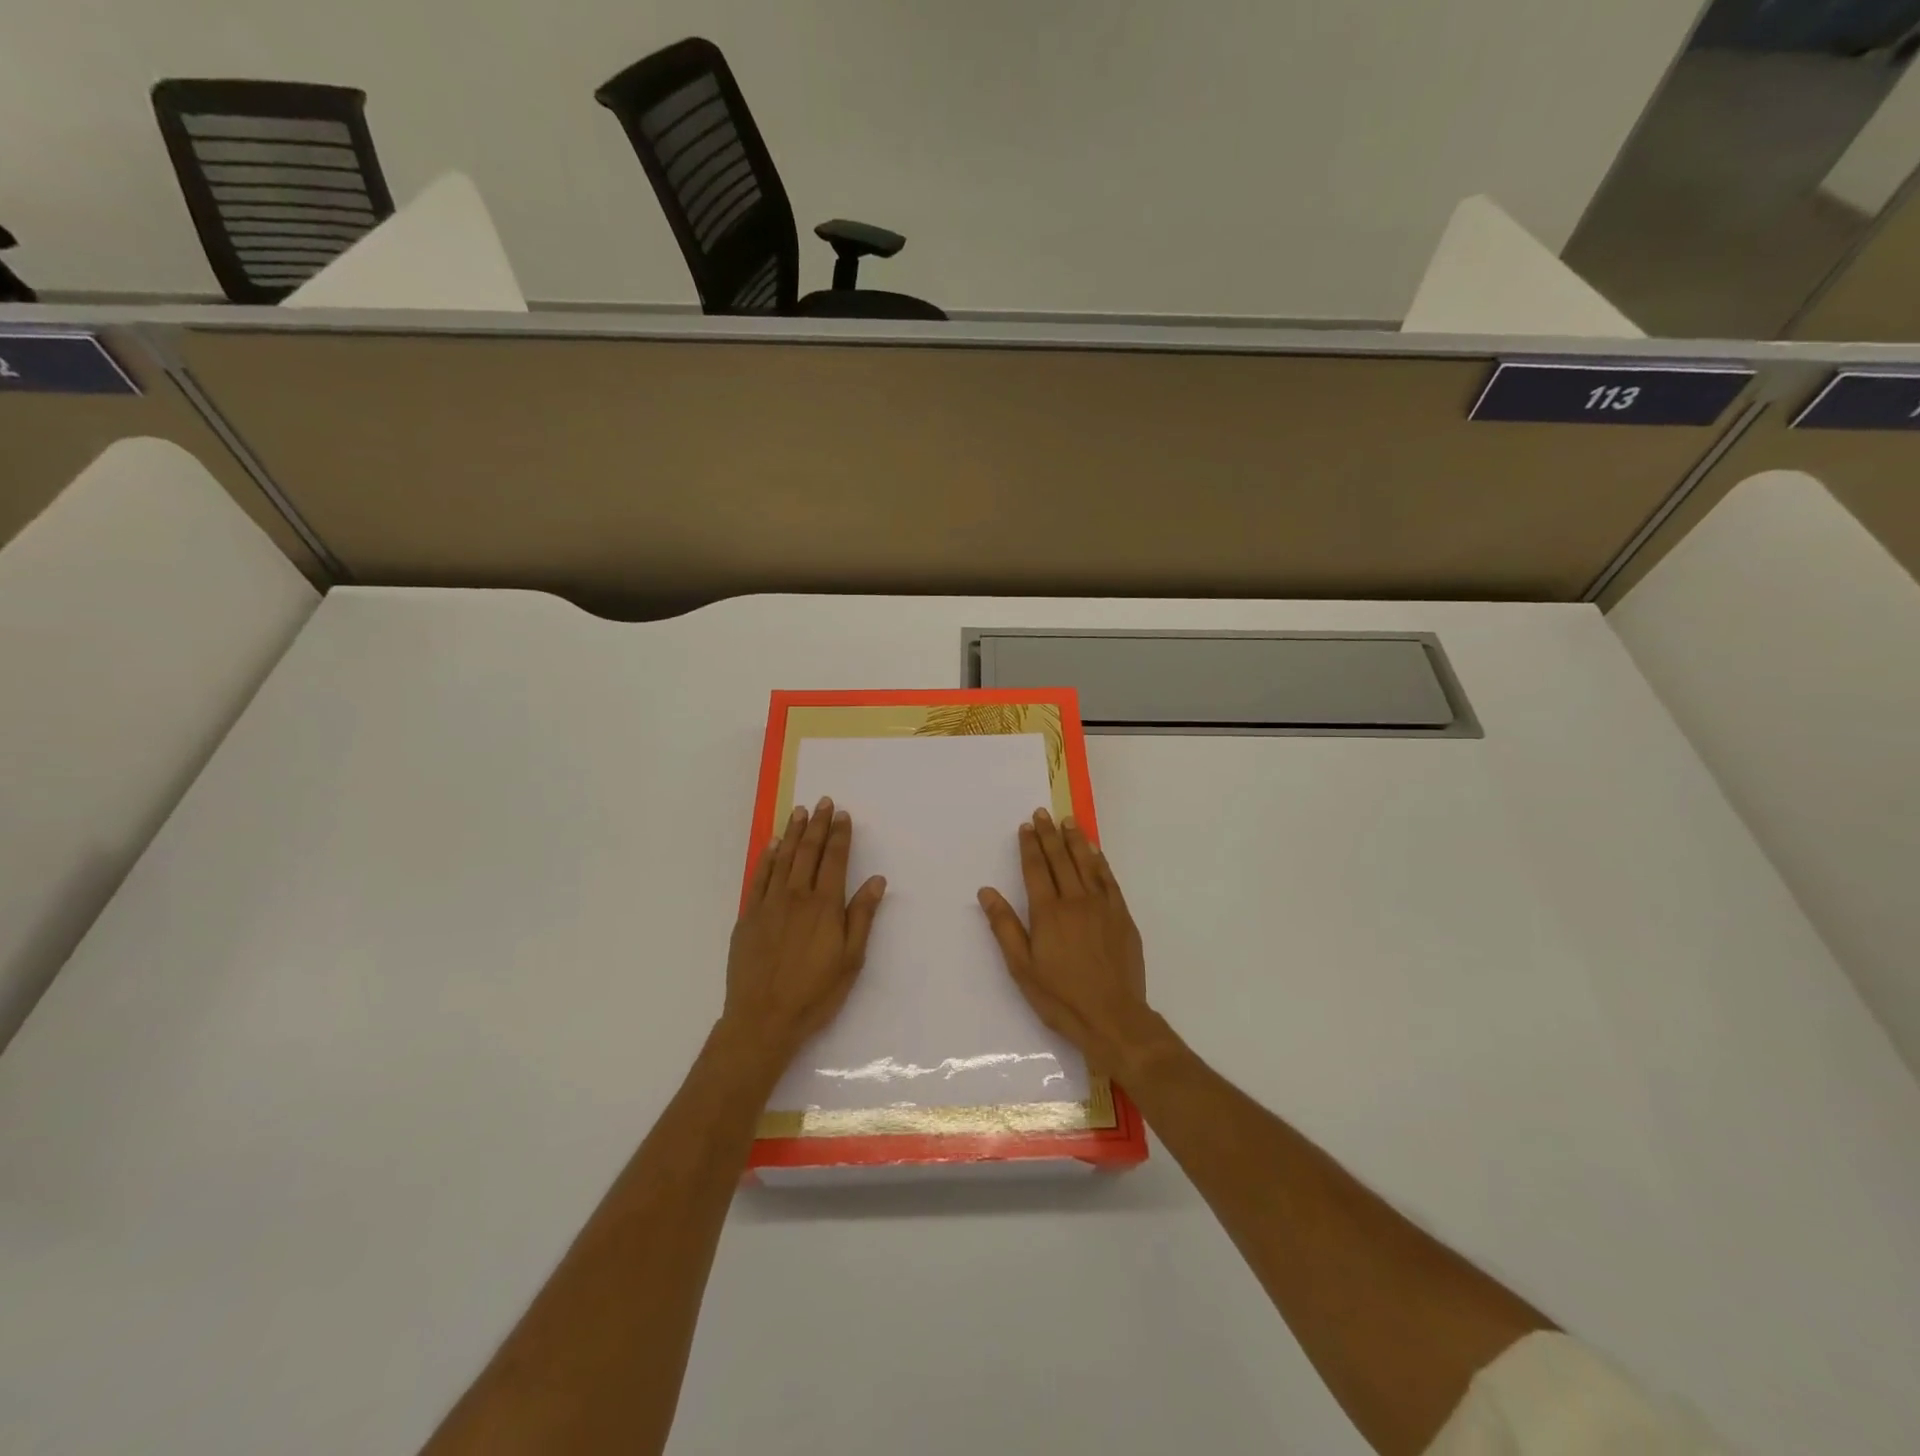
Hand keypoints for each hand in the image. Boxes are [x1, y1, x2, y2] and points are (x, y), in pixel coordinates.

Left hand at [724, 797, 886, 1062]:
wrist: (763, 1019)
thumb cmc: (815, 993)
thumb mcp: (851, 959)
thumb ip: (862, 916)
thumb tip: (876, 880)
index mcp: (825, 906)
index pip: (834, 860)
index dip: (840, 835)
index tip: (843, 814)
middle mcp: (796, 896)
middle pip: (808, 852)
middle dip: (817, 825)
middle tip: (822, 801)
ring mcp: (769, 904)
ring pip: (783, 859)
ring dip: (793, 833)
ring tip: (799, 811)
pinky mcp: (748, 917)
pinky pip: (759, 877)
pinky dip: (767, 857)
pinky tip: (772, 845)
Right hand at [978, 809, 1153, 1077]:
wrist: (1112, 1017)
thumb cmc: (1060, 997)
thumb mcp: (1022, 967)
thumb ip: (1004, 926)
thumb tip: (986, 891)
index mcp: (1048, 912)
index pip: (1035, 869)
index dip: (1029, 846)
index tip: (1026, 826)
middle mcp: (1075, 901)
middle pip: (1060, 860)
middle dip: (1049, 835)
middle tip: (1043, 813)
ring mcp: (1102, 906)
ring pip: (1086, 864)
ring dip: (1075, 840)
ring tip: (1067, 821)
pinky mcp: (1122, 916)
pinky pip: (1109, 880)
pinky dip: (1100, 862)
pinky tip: (1095, 851)